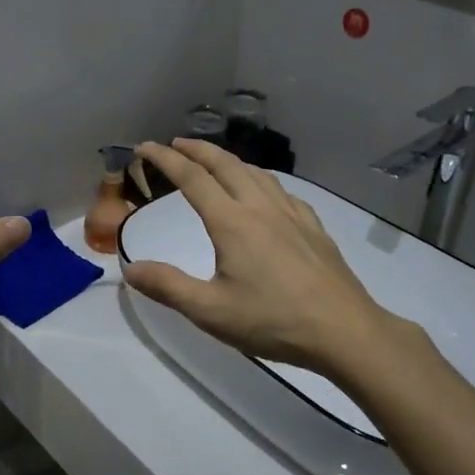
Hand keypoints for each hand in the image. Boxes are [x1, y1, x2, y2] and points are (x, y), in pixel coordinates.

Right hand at [121, 139, 438, 383]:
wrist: (345, 331)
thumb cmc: (274, 321)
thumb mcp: (211, 311)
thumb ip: (167, 286)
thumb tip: (129, 268)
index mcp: (232, 222)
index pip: (192, 178)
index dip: (165, 159)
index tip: (145, 146)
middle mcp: (260, 208)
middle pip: (225, 164)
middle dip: (197, 149)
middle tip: (175, 143)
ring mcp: (291, 215)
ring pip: (255, 172)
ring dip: (228, 160)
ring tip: (214, 162)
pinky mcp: (313, 227)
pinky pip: (281, 190)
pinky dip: (260, 179)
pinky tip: (265, 193)